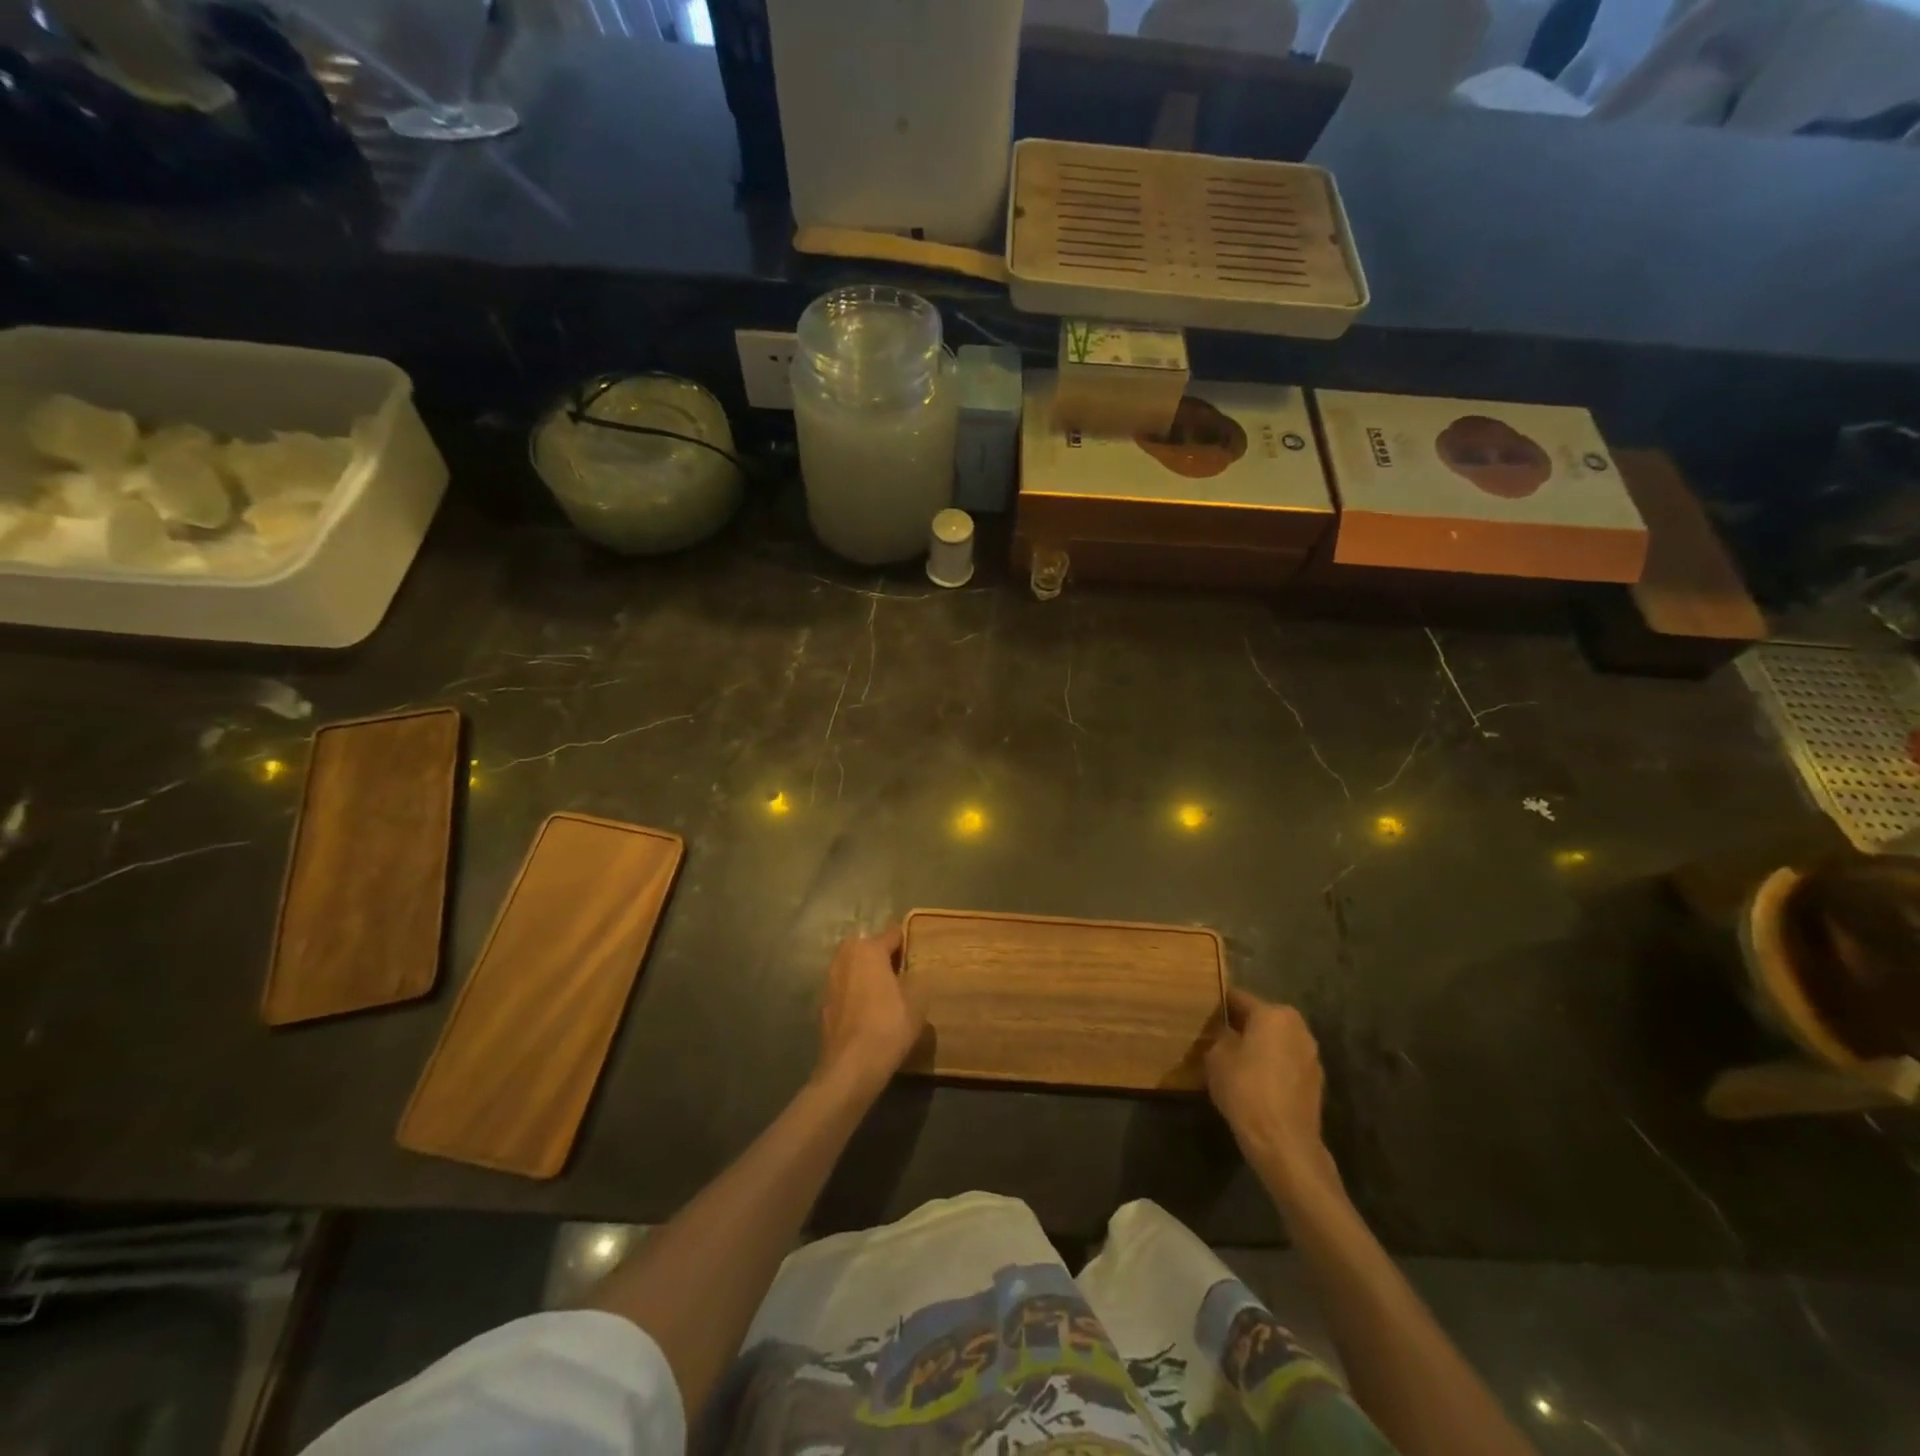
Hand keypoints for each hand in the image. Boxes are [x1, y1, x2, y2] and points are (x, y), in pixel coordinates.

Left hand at [815, 926, 925, 1099]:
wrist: (851, 1067)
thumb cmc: (888, 1027)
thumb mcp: (917, 1003)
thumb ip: (916, 982)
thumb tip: (914, 976)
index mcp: (869, 950)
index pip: (892, 934)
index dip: (905, 941)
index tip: (916, 951)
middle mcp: (845, 958)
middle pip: (865, 946)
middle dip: (879, 954)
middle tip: (897, 970)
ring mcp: (830, 981)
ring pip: (851, 967)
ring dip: (863, 973)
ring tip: (882, 991)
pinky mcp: (823, 1005)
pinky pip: (843, 989)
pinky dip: (854, 993)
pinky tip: (866, 1011)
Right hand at [1206, 987, 1336, 1196]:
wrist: (1283, 1142)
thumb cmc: (1246, 1089)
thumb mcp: (1217, 1057)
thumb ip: (1220, 1036)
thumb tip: (1223, 1033)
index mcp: (1274, 1014)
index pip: (1238, 999)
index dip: (1218, 1005)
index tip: (1202, 1012)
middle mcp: (1298, 1028)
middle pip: (1261, 1019)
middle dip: (1240, 1026)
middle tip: (1214, 1038)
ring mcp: (1311, 1056)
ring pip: (1275, 1042)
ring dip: (1257, 1048)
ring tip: (1233, 1062)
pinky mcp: (1315, 1082)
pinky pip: (1285, 1064)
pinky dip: (1271, 1068)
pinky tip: (1253, 1083)